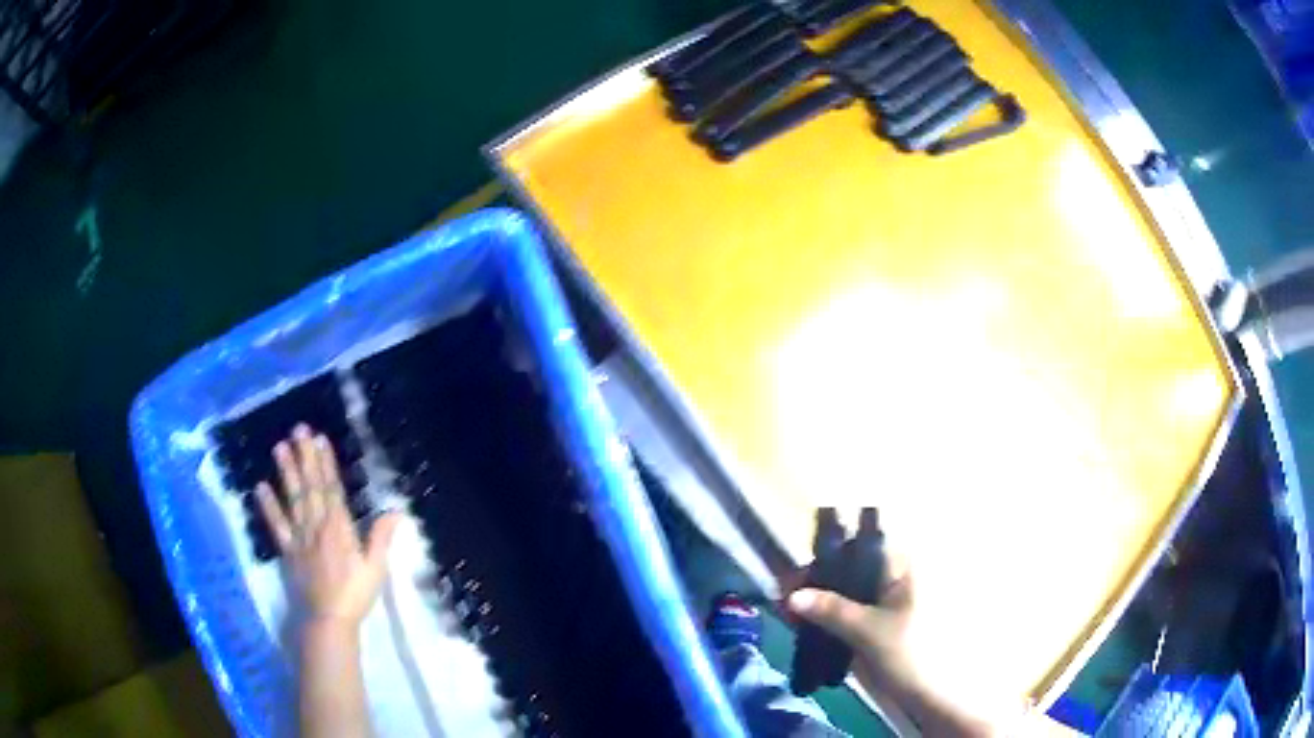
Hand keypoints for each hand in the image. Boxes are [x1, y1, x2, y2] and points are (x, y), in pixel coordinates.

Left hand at [256, 424, 400, 627]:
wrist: (329, 619)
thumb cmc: (356, 594)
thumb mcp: (376, 568)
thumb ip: (381, 538)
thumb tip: (395, 509)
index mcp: (339, 529)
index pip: (332, 489)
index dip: (326, 463)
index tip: (320, 439)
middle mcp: (317, 526)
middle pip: (310, 487)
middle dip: (305, 457)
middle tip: (298, 430)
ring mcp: (300, 537)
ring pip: (293, 499)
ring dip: (286, 473)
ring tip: (279, 447)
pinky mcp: (288, 551)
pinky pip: (277, 525)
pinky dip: (268, 507)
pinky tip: (260, 488)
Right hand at [784, 555, 916, 696]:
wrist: (924, 694)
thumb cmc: (907, 653)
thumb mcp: (868, 630)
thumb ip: (831, 609)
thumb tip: (791, 595)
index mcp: (902, 568)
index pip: (858, 547)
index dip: (824, 558)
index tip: (794, 577)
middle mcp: (893, 577)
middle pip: (848, 569)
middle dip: (816, 581)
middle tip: (784, 597)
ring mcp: (884, 601)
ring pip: (844, 591)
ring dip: (817, 600)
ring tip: (787, 612)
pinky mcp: (874, 622)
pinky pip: (845, 611)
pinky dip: (825, 616)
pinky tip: (802, 625)